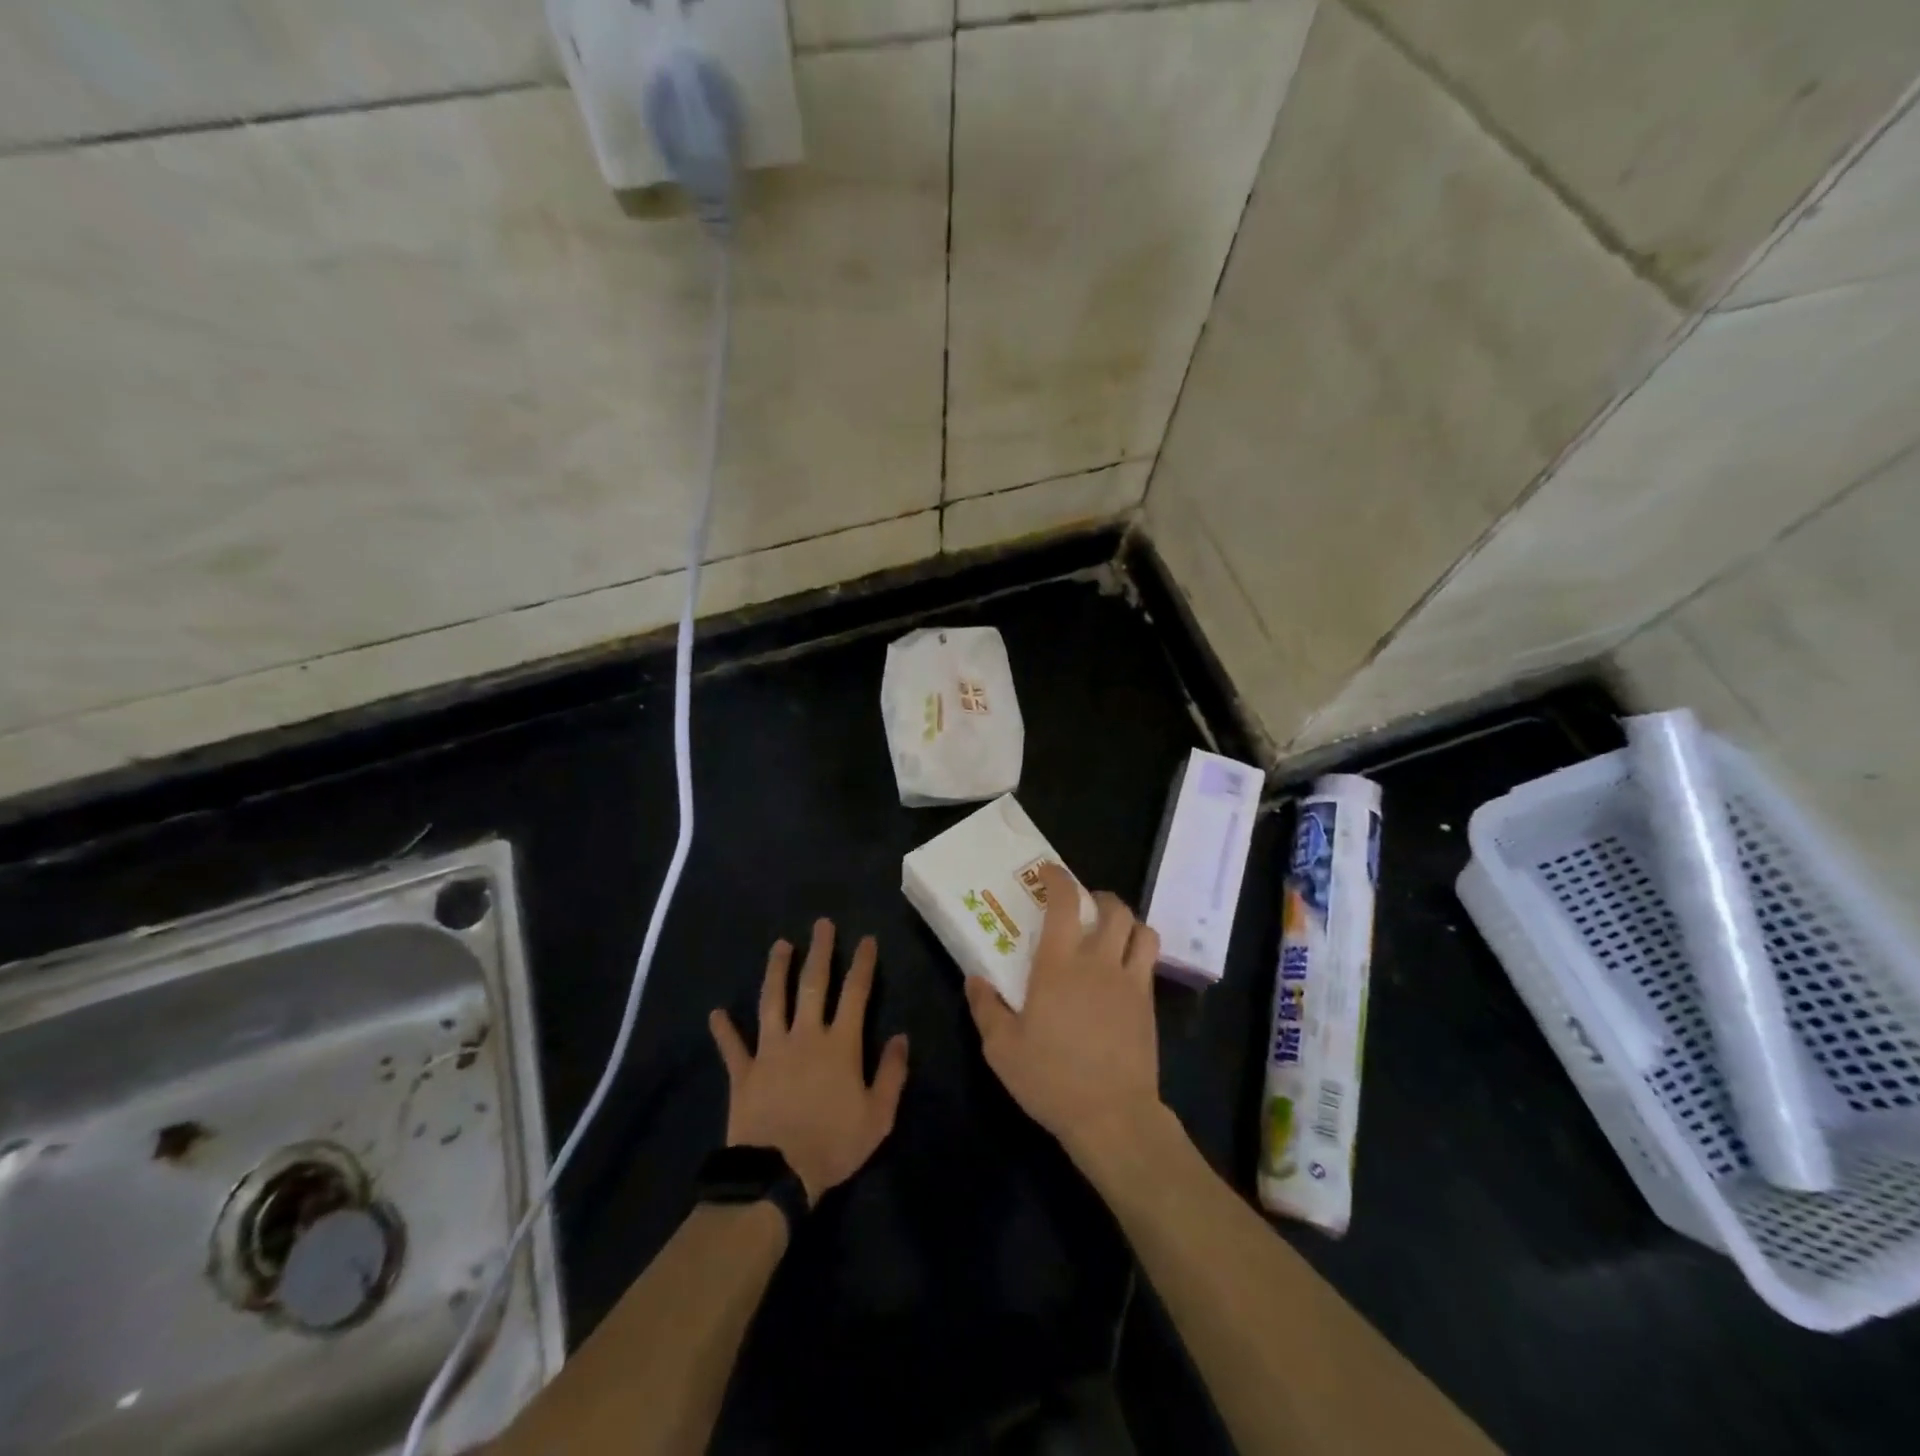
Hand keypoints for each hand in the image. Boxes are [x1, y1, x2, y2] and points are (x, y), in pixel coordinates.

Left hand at [709, 920, 908, 1204]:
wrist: (778, 1174)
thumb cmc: (834, 1144)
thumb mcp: (878, 1116)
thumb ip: (891, 1074)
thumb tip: (901, 1038)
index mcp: (840, 1044)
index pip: (855, 994)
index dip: (862, 964)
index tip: (866, 939)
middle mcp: (806, 1036)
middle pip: (813, 985)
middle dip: (820, 952)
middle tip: (822, 924)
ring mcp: (771, 1050)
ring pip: (773, 1001)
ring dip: (776, 971)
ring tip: (780, 945)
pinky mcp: (744, 1072)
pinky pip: (732, 1047)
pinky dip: (724, 1030)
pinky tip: (716, 1013)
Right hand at [965, 864, 1162, 1161]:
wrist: (1112, 1116)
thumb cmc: (1051, 1078)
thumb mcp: (1002, 1048)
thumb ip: (986, 1008)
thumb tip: (975, 978)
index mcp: (1058, 965)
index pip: (1064, 903)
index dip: (1059, 879)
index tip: (1049, 872)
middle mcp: (1098, 962)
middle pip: (1112, 908)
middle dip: (1097, 897)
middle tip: (1082, 906)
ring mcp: (1129, 981)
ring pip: (1139, 929)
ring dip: (1125, 920)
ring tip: (1110, 930)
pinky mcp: (1148, 1003)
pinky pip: (1150, 960)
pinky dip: (1139, 948)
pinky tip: (1122, 967)